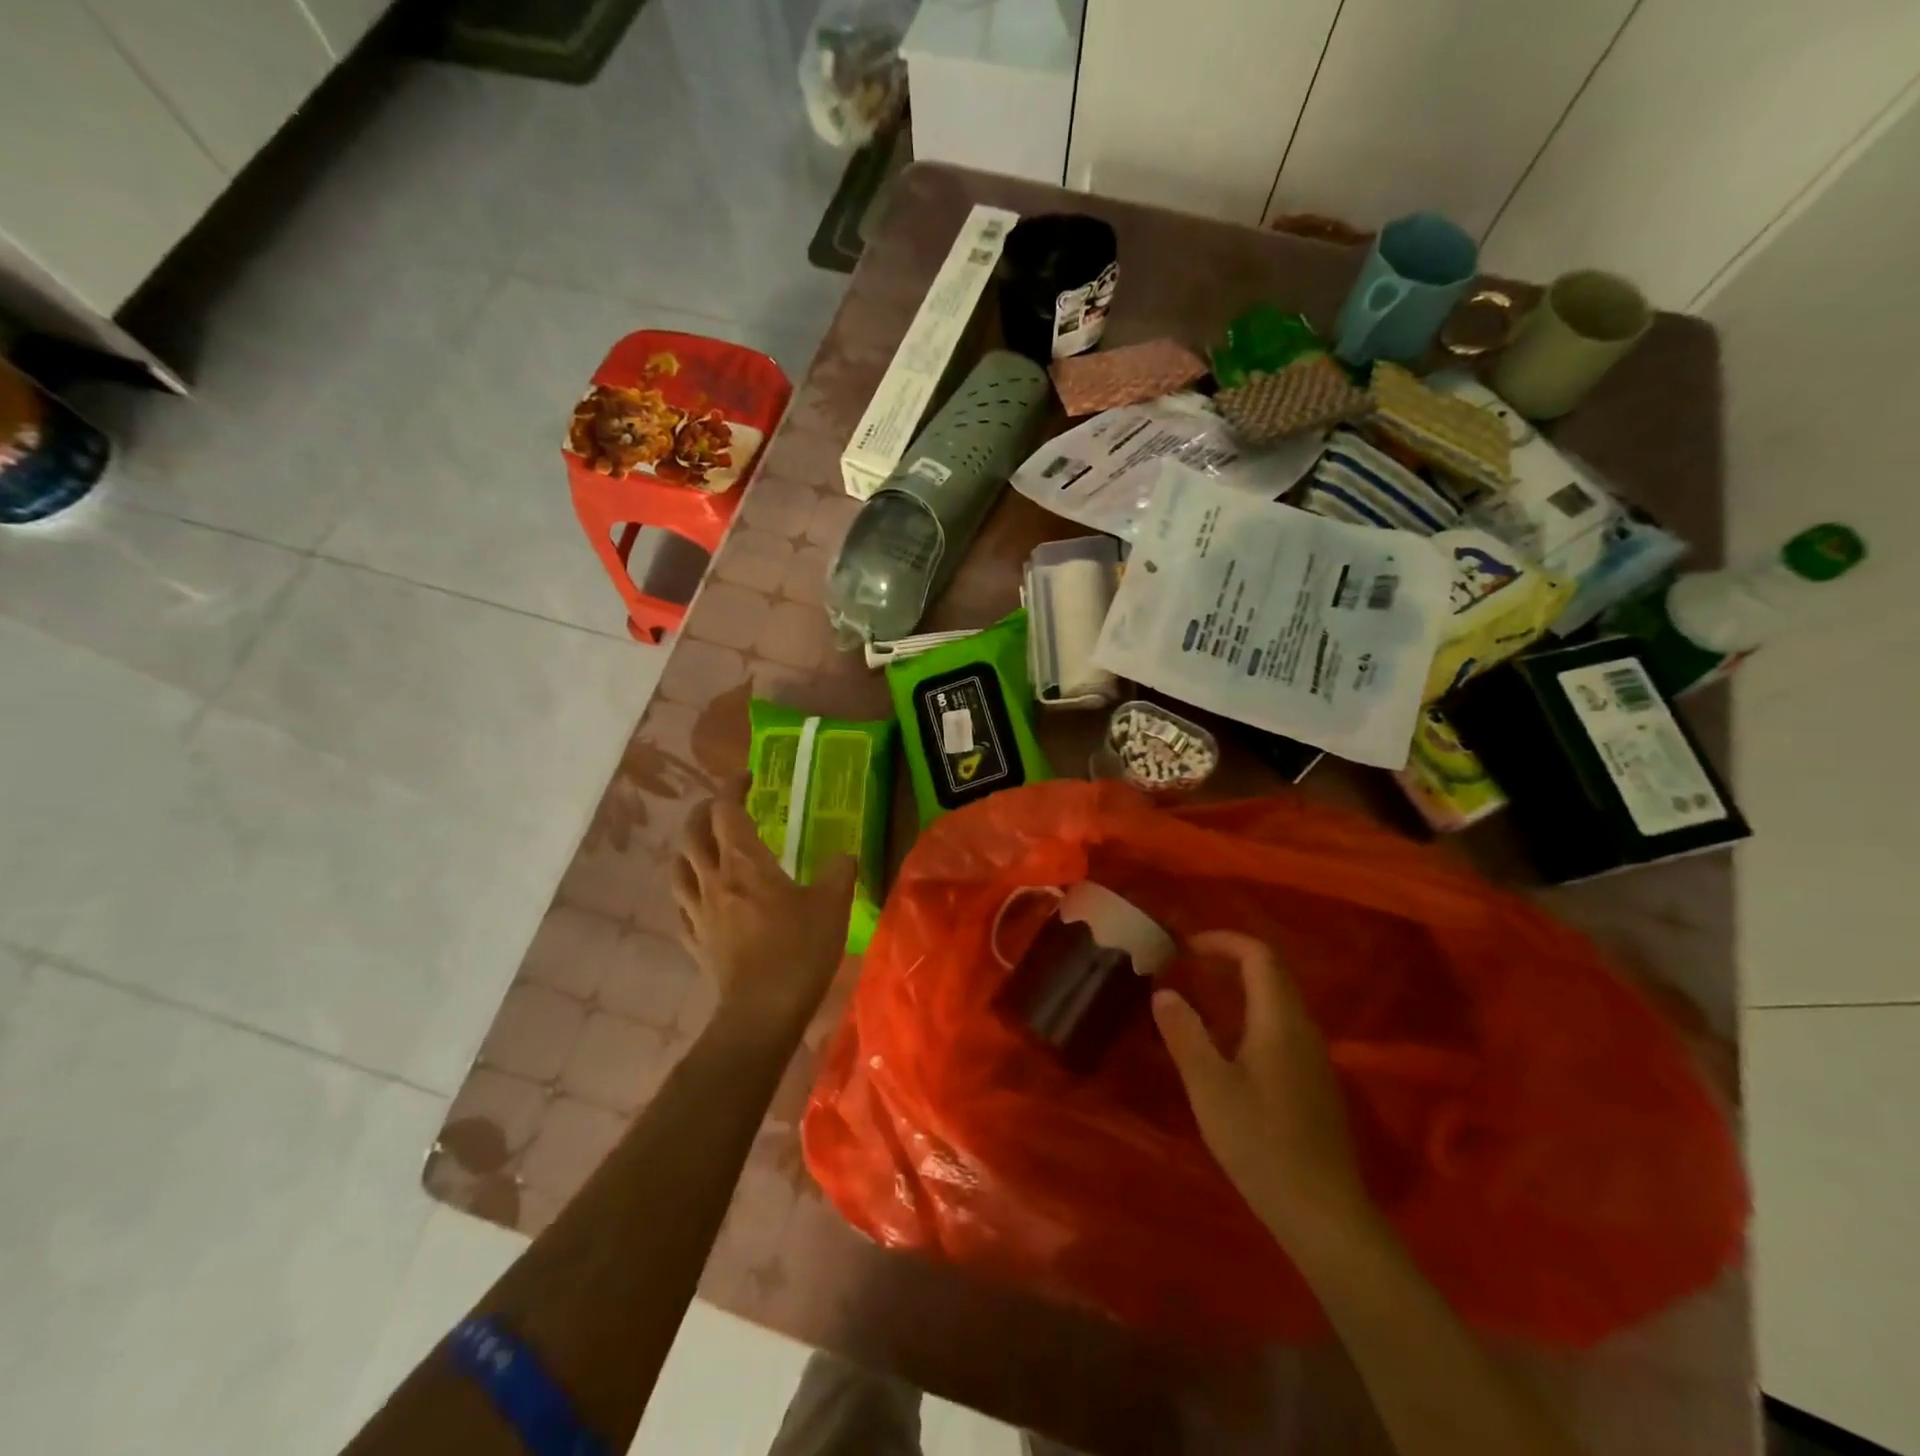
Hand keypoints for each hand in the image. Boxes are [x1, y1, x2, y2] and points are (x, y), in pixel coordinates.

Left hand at [672, 776, 856, 1037]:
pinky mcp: (695, 941)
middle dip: (703, 811)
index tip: (747, 777)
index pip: (726, 811)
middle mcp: (713, 880)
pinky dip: (687, 888)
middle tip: (722, 806)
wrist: (762, 1011)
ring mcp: (698, 912)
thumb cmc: (799, 950)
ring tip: (703, 844)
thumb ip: (839, 871)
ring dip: (688, 847)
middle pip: (692, 833)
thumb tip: (844, 855)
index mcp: (744, 863)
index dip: (732, 788)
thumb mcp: (832, 904)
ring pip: (678, 867)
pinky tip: (699, 894)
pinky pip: (681, 904)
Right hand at [1153, 930, 1369, 1239]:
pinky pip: (1281, 1028)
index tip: (1186, 947)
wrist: (1323, 1214)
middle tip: (1187, 967)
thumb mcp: (1209, 1087)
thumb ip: (1184, 1034)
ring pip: (1278, 1002)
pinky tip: (1226, 1047)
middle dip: (1229, 960)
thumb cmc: (1261, 1143)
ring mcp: (1314, 1058)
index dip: (1223, 941)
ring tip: (1199, 1001)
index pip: (1259, 956)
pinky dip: (1251, 1016)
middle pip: (1272, 974)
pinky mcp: (1314, 1083)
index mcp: (1280, 1021)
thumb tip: (1165, 993)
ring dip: (1239, 989)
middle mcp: (1303, 1029)